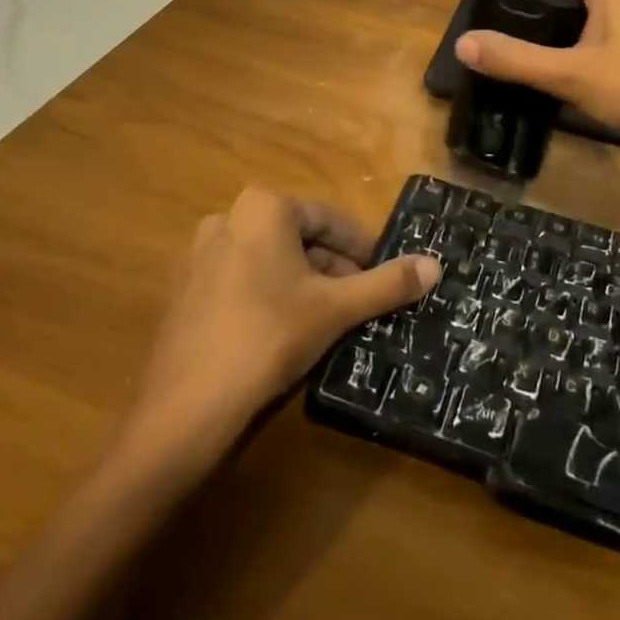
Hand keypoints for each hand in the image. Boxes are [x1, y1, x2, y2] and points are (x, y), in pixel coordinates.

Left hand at [122, 189, 440, 465]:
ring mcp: (199, 255)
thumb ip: (386, 284)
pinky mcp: (185, 291)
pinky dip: (270, 296)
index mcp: (263, 208)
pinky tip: (284, 333)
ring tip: (328, 319)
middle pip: (298, 238)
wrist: (184, 410)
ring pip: (270, 260)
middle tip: (359, 301)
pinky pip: (242, 281)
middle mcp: (227, 218)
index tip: (384, 274)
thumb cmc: (268, 339)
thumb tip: (435, 265)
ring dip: (304, 282)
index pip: (328, 219)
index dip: (362, 247)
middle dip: (333, 267)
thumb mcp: (336, 308)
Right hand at [454, 0, 619, 160]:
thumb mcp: (570, 76)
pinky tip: (556, 70)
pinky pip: (592, 30)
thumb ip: (515, 59)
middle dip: (527, 15)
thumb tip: (462, 43)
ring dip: (548, 33)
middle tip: (494, 45)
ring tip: (517, 59)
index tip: (482, 20)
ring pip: (575, 13)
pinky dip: (570, 44)